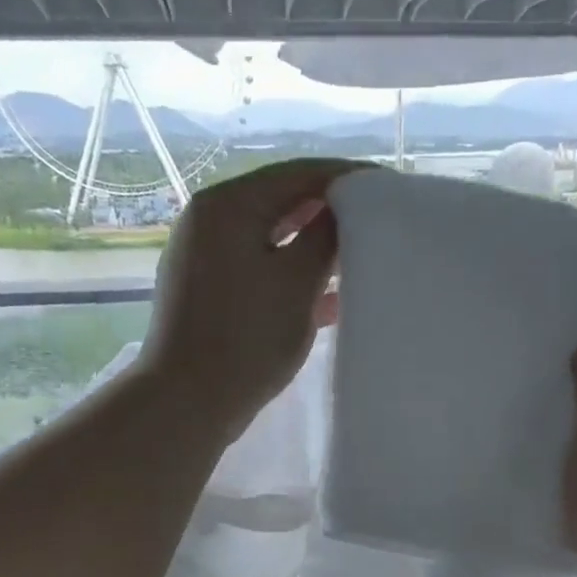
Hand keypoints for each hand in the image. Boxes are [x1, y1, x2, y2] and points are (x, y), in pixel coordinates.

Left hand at [142, 157, 359, 440]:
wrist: (187, 403)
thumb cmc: (246, 339)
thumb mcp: (297, 283)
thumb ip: (325, 237)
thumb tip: (342, 210)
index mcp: (228, 205)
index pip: (299, 174)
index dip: (347, 178)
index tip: (388, 189)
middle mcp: (210, 221)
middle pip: (282, 204)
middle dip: (331, 215)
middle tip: (378, 226)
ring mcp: (204, 258)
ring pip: (272, 241)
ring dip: (314, 250)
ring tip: (360, 261)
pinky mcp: (208, 293)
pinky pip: (259, 271)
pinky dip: (292, 278)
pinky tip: (330, 300)